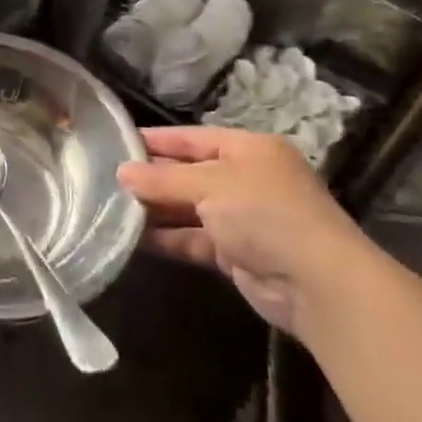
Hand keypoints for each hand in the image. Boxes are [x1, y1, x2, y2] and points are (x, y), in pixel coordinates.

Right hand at [117, 127, 369, 334]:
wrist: (316, 283)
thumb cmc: (263, 213)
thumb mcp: (210, 185)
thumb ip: (163, 179)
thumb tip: (122, 172)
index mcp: (248, 149)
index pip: (192, 138)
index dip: (156, 140)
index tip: (117, 143)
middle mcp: (246, 179)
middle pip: (189, 173)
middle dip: (152, 178)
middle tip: (105, 179)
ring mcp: (243, 218)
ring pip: (189, 208)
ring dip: (156, 210)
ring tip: (111, 208)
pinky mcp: (237, 253)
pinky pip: (194, 239)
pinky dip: (169, 238)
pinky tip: (134, 239)